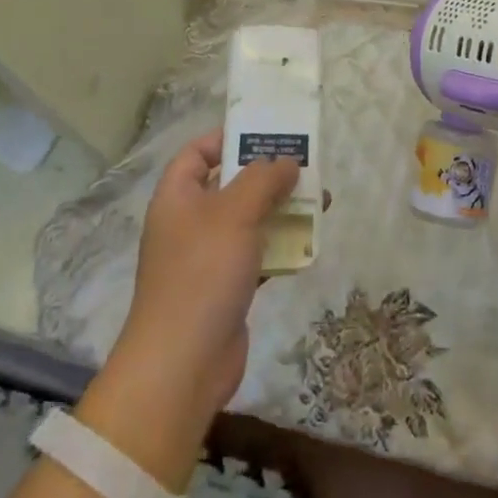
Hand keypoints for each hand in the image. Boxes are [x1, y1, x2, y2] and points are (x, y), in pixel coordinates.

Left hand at [82, 131, 295, 482]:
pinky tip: (309, 243)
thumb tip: (287, 162)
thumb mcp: (235, 213)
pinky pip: (257, 254)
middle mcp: (189, 222)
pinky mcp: (226, 287)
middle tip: (305, 165)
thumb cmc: (203, 273)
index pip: (197, 152)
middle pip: (229, 185)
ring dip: (281, 210)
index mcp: (177, 197)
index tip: (266, 134)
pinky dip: (280, 247)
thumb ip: (264, 179)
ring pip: (248, 221)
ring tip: (320, 201)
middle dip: (267, 175)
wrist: (183, 363)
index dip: (227, 139)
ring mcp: (207, 257)